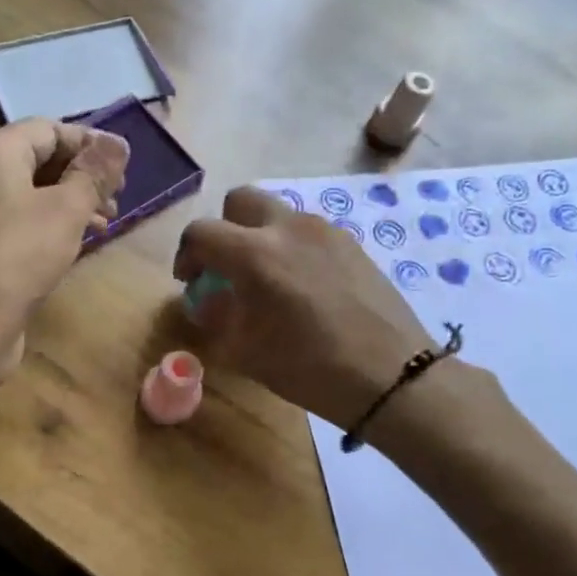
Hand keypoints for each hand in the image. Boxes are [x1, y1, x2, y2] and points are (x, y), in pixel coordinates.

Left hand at [0, 118, 128, 390]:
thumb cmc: (16, 258)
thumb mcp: (65, 211)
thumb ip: (93, 174)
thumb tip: (117, 143)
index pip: (49, 129)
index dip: (91, 145)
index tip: (126, 170)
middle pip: (39, 159)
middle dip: (82, 176)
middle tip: (118, 201)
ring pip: (32, 194)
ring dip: (71, 204)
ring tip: (105, 226)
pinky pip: (20, 222)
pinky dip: (50, 227)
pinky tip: (75, 246)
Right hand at [174, 187, 434, 428]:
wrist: (390, 375)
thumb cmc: (308, 368)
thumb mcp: (245, 350)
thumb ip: (217, 315)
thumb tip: (207, 299)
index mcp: (254, 254)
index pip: (201, 232)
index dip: (186, 255)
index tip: (190, 281)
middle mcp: (288, 228)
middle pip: (239, 200)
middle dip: (224, 229)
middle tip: (226, 267)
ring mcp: (324, 230)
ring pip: (277, 214)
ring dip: (259, 236)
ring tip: (267, 280)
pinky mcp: (351, 243)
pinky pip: (307, 232)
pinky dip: (292, 247)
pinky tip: (303, 287)